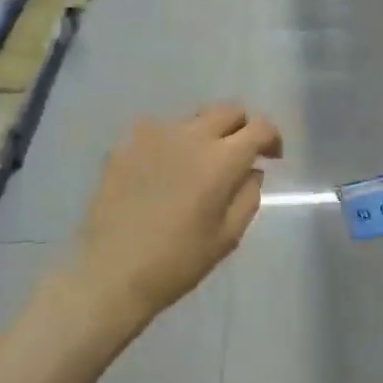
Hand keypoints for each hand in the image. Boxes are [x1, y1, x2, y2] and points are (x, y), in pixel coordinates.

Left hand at [71, 102, 281, 328]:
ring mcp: (153, 135)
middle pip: (227, 110)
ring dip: (204, 135)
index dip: (272, 138)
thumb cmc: (177, 262)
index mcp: (221, 159)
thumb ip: (248, 195)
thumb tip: (251, 169)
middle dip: (241, 128)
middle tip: (238, 156)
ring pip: (192, 119)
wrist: (110, 272)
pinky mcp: (125, 143)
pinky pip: (158, 132)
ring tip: (195, 168)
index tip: (271, 157)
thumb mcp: (227, 237)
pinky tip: (162, 173)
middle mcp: (190, 135)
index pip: (259, 127)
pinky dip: (171, 145)